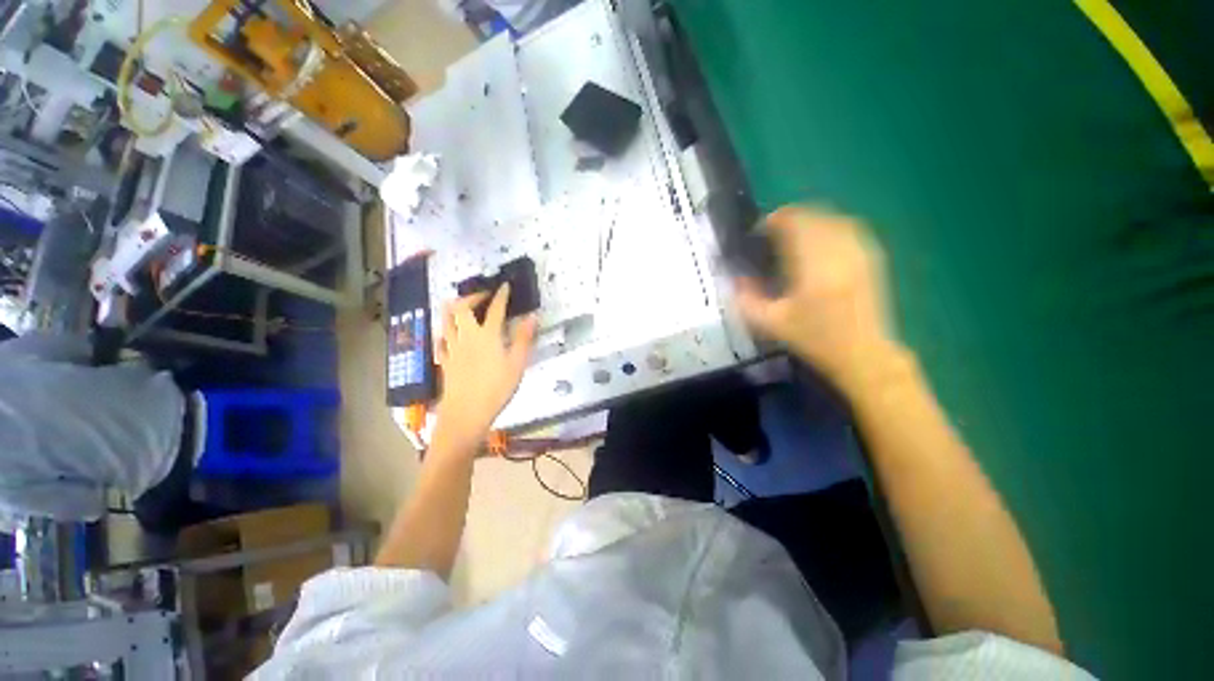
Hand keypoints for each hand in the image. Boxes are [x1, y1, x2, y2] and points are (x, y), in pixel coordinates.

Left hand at [434, 284, 537, 447]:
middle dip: (472, 296)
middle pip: (461, 307)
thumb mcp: (517, 364)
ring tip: (465, 308)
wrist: (465, 413)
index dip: (501, 295)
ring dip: (454, 308)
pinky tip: (452, 334)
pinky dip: (447, 330)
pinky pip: (441, 338)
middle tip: (484, 296)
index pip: (495, 309)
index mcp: (487, 335)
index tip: (504, 286)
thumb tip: (532, 316)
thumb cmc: (496, 388)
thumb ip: (524, 338)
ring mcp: (452, 347)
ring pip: (446, 319)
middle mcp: (466, 336)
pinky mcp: (444, 360)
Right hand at [734, 206, 900, 391]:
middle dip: (791, 217)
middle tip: (772, 230)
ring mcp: (860, 253)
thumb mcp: (772, 324)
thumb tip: (735, 279)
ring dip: (811, 219)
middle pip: (815, 216)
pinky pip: (850, 228)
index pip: (794, 225)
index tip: (759, 230)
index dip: (774, 220)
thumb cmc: (815, 340)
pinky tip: (820, 239)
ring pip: (834, 218)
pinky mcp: (872, 258)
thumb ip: (747, 300)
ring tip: (793, 232)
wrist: (863, 354)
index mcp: (814, 267)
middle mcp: (840, 252)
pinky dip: (830, 226)